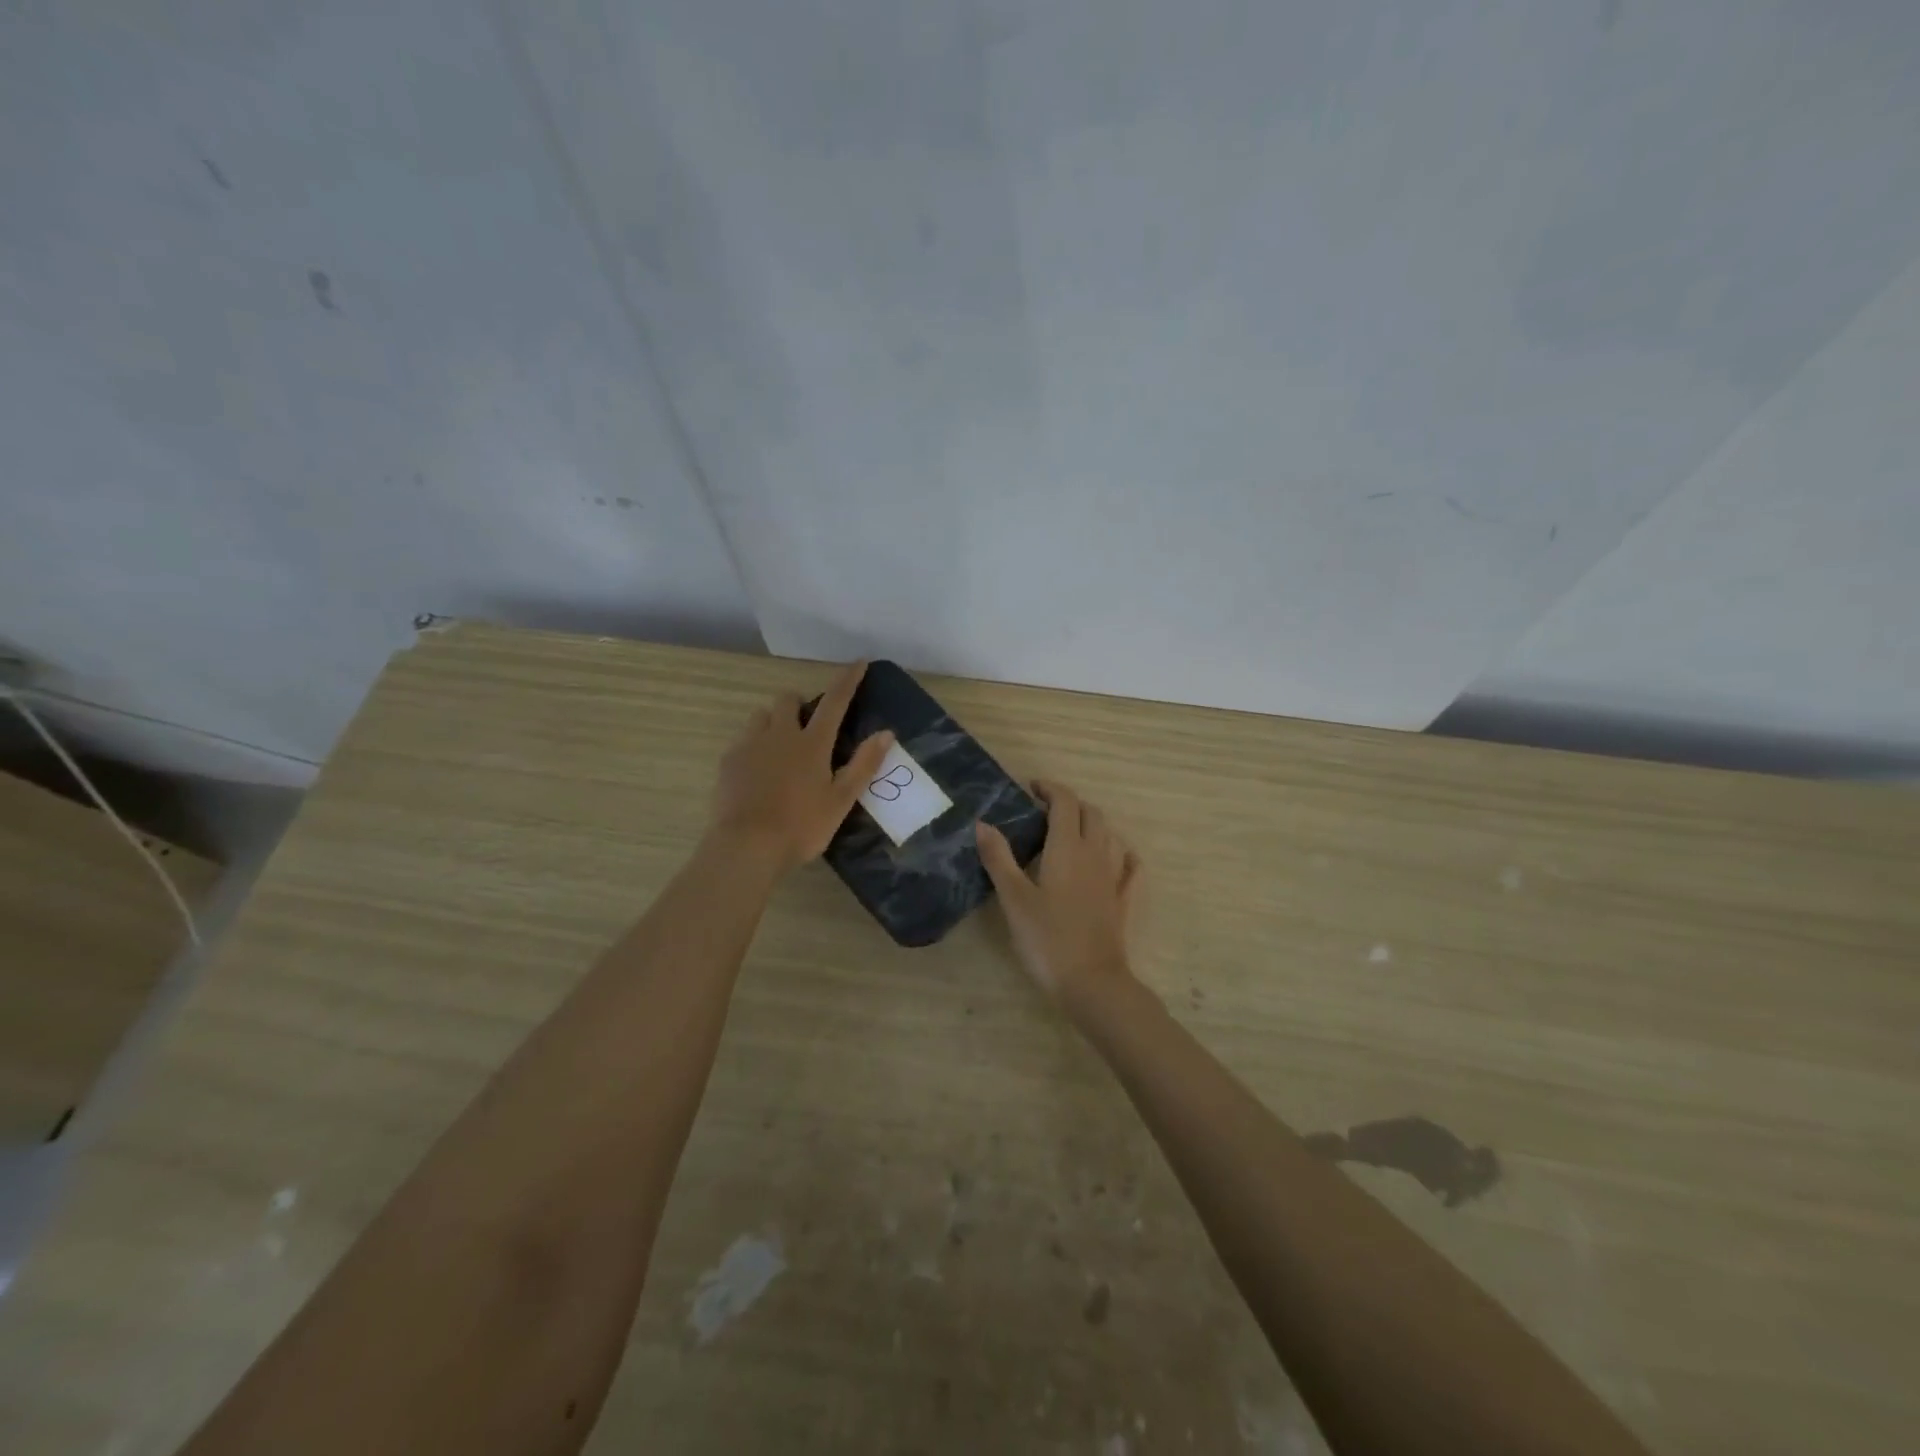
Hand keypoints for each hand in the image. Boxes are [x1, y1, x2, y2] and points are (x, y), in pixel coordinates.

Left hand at [711, 662, 892, 869]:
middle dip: (799, 704)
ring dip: (774, 722)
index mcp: (812, 743)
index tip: (859, 662)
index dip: (848, 680)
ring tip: (780, 748)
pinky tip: (758, 772)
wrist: (747, 846)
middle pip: (788, 699)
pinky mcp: (728, 761)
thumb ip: (864, 765)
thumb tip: (887, 733)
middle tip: (808, 728)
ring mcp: (750, 745)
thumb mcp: (841, 800)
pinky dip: (755, 746)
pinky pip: (743, 740)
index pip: (835, 701)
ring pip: (762, 716)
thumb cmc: (801, 826)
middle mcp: (780, 735)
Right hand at [977, 780, 1138, 1004]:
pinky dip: (1121, 854)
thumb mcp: (1013, 898)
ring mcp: (1114, 877)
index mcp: (1067, 847)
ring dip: (1091, 825)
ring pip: (1109, 835)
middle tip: (1044, 811)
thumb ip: (998, 858)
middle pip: (1090, 813)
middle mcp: (1096, 854)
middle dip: (1069, 804)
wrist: (1091, 982)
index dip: (1049, 789)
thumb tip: (983, 823)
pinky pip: (1130, 867)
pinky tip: (1115, 859)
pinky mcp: (1123, 901)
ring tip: (1070, 833)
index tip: (1030, 788)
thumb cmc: (1047, 938)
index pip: (1065, 802)